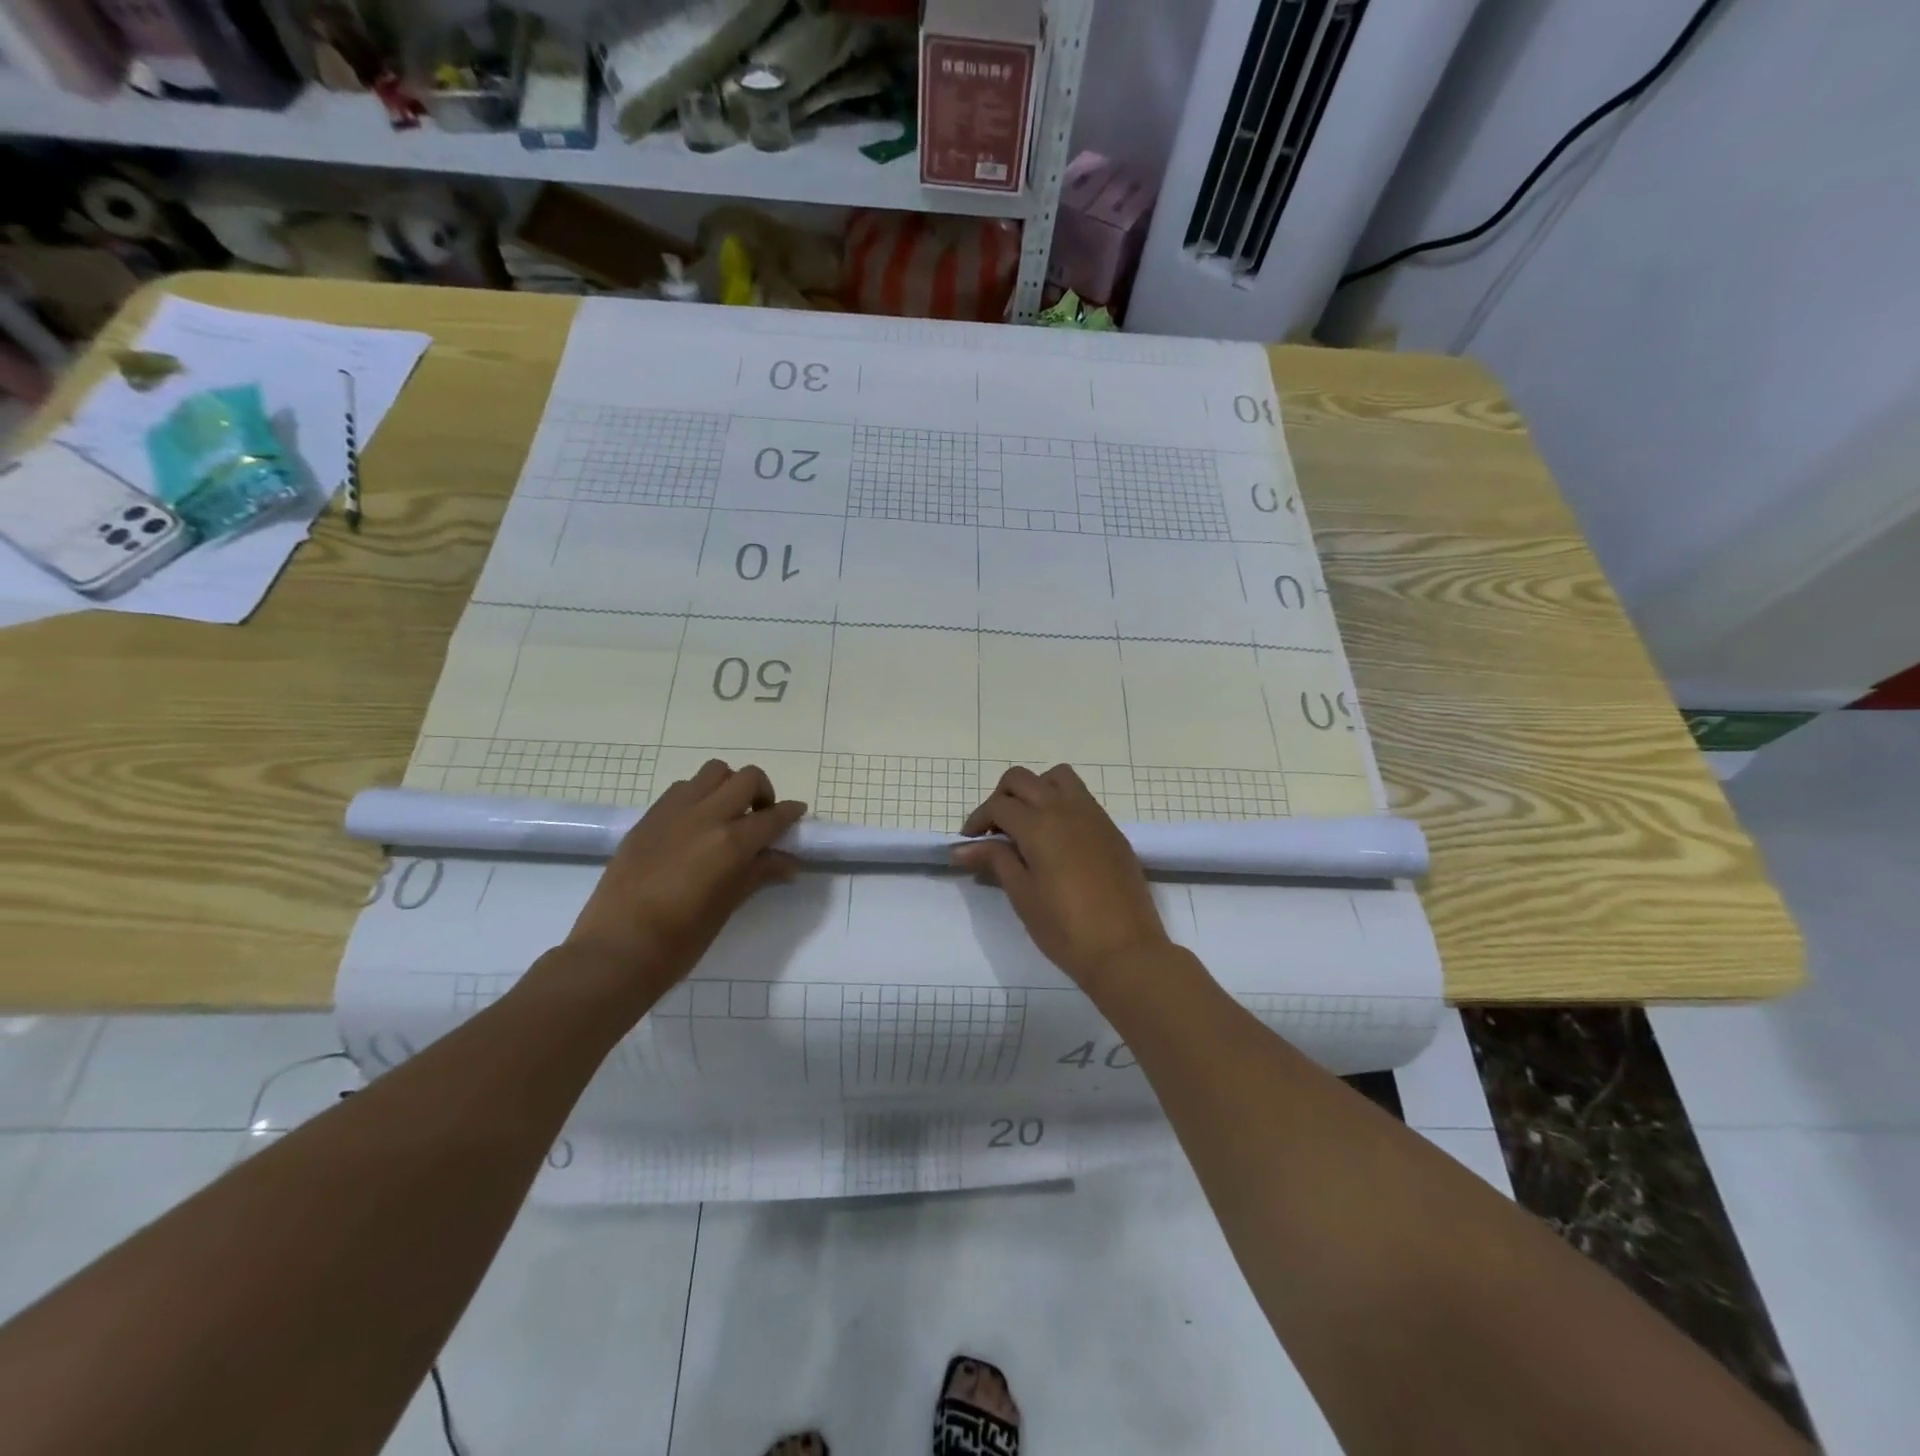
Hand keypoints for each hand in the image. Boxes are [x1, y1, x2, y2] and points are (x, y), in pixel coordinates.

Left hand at [563, 760, 805, 1002]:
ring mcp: (673, 812)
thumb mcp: (728, 905)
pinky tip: (695, 824)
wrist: (616, 950)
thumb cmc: (680, 940)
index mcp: (731, 842)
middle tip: (760, 817)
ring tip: (727, 814)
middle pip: (746, 778)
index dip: (791, 813)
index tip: (798, 814)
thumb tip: (788, 862)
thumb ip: (759, 874)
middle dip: (762, 792)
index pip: (773, 816)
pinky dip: (699, 795)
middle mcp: (705, 816)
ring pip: (713, 772)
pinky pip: (682, 789)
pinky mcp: (648, 817)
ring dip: (729, 786)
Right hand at [952, 765, 1170, 989]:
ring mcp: (1093, 815)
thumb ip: (995, 861)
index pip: (998, 805)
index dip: (977, 821)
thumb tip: (963, 848)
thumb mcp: (1023, 895)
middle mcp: (1065, 808)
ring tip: (1028, 825)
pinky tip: (1057, 839)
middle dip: (1001, 798)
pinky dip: (1060, 803)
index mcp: (1039, 825)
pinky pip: (1081, 797)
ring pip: (1057, 777)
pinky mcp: (1111, 829)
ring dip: (1035, 790)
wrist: (1125, 950)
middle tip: (994, 831)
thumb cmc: (1065, 928)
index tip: (969, 844)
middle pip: (1022, 779)